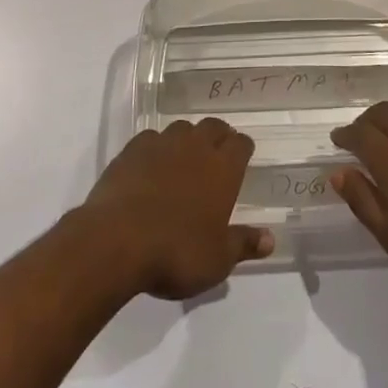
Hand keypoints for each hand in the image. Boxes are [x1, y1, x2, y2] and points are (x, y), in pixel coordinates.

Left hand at [79, 119, 274, 299]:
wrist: (117, 241)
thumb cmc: (176, 252)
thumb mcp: (217, 260)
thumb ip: (244, 244)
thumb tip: (270, 238)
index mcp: (223, 168)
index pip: (241, 144)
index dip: (243, 149)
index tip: (243, 158)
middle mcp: (196, 146)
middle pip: (214, 127)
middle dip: (219, 137)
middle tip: (217, 156)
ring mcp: (163, 143)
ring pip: (182, 128)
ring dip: (187, 139)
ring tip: (184, 159)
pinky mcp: (132, 149)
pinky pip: (151, 138)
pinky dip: (156, 148)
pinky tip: (150, 165)